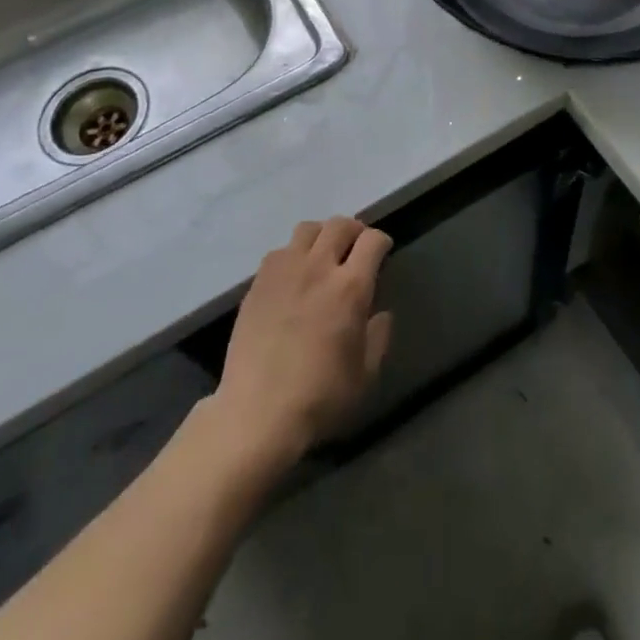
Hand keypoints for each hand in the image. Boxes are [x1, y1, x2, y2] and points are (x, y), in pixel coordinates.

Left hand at [210, 217, 393, 467]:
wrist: (257, 414)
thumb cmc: (319, 398)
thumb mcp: (365, 376)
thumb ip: (379, 337)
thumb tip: (380, 314)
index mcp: (350, 288)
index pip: (372, 240)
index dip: (381, 241)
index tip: (383, 252)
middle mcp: (318, 268)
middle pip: (340, 224)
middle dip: (354, 230)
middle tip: (356, 247)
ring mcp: (284, 271)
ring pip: (308, 229)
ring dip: (322, 235)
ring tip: (324, 254)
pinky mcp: (258, 283)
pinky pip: (280, 251)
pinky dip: (293, 254)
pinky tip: (293, 276)